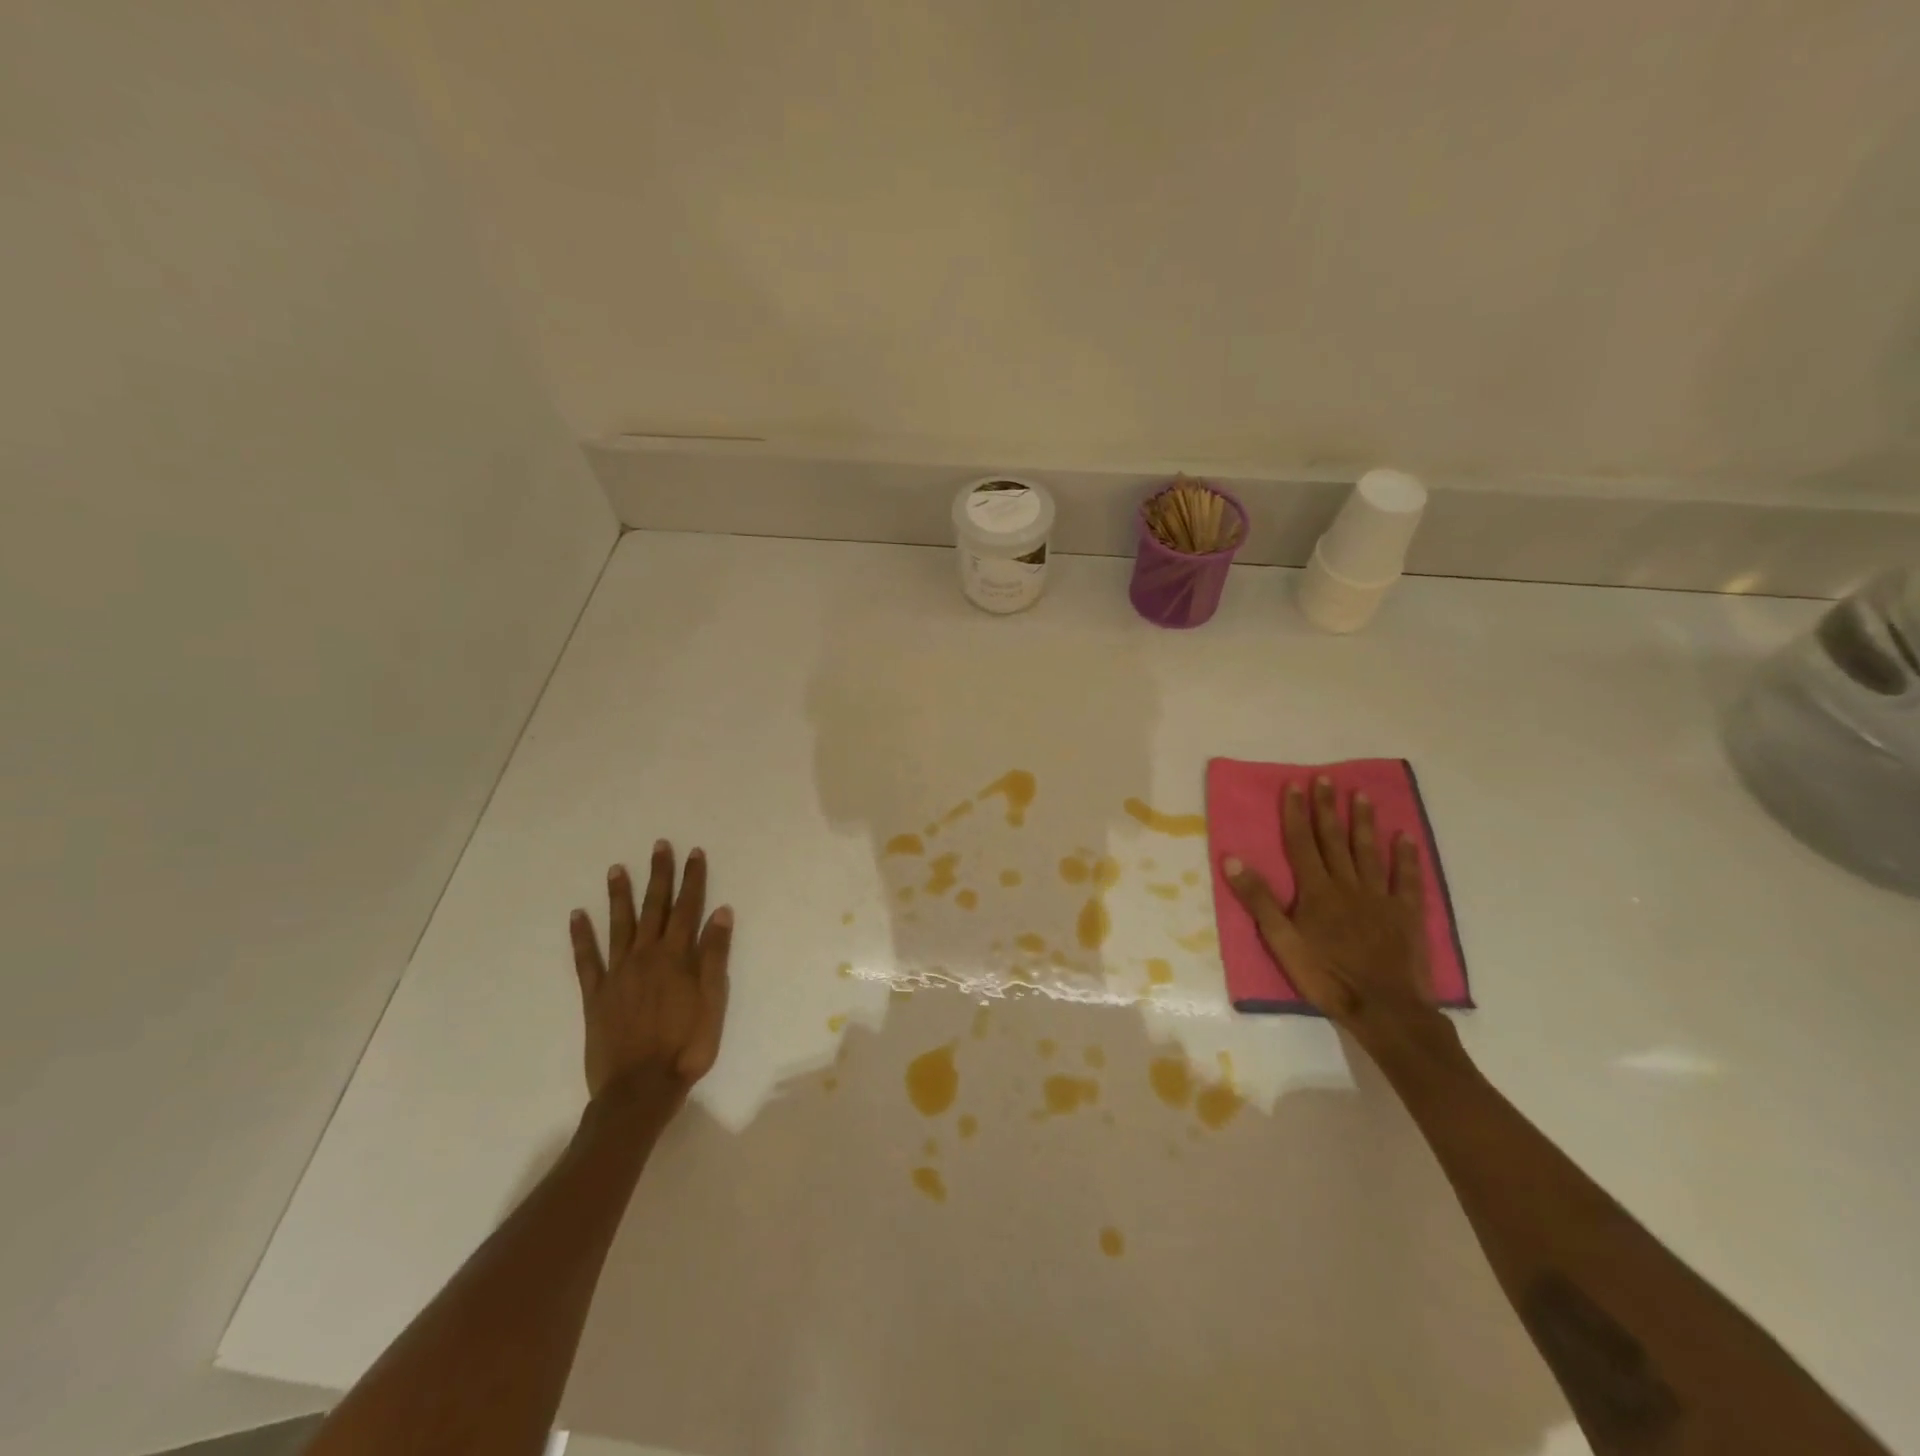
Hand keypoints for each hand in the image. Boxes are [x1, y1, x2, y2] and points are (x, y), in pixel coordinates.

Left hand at [568, 841, 731, 1104]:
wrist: (640, 1089)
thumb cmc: (686, 1046)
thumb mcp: (713, 1002)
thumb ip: (714, 956)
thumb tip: (721, 913)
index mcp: (676, 958)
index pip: (688, 908)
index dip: (692, 879)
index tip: (694, 853)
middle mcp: (646, 956)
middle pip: (654, 908)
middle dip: (659, 876)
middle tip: (659, 846)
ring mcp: (617, 974)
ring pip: (619, 925)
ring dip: (619, 895)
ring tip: (616, 869)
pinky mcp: (596, 994)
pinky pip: (586, 959)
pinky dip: (581, 936)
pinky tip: (577, 915)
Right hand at [1221, 776, 1429, 1035]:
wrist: (1384, 1009)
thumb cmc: (1326, 976)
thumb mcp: (1281, 941)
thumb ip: (1259, 900)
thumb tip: (1233, 860)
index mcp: (1317, 891)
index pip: (1302, 843)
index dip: (1296, 813)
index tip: (1294, 785)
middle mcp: (1348, 885)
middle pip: (1335, 840)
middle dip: (1327, 808)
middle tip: (1325, 778)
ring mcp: (1380, 898)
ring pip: (1369, 852)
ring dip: (1364, 823)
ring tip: (1362, 795)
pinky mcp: (1406, 915)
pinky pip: (1406, 879)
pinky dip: (1406, 857)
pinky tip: (1404, 837)